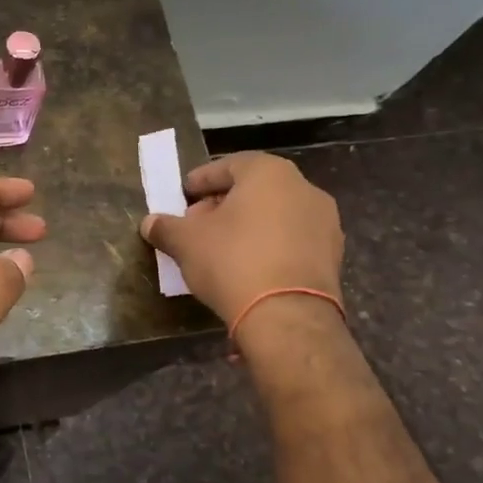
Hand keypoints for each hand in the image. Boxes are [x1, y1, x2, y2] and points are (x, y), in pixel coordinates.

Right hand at [139, 152, 341, 324]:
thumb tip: (150, 223)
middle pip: (254, 189)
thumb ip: (166, 227)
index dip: (200, 181)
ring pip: (275, 214)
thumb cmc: (232, 261)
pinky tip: (248, 267)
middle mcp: (303, 188)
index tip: (183, 196)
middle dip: (223, 204)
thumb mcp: (186, 242)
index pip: (227, 166)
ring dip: (248, 225)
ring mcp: (324, 222)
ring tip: (221, 248)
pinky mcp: (332, 255)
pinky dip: (269, 245)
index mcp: (269, 172)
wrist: (287, 316)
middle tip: (197, 224)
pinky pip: (292, 240)